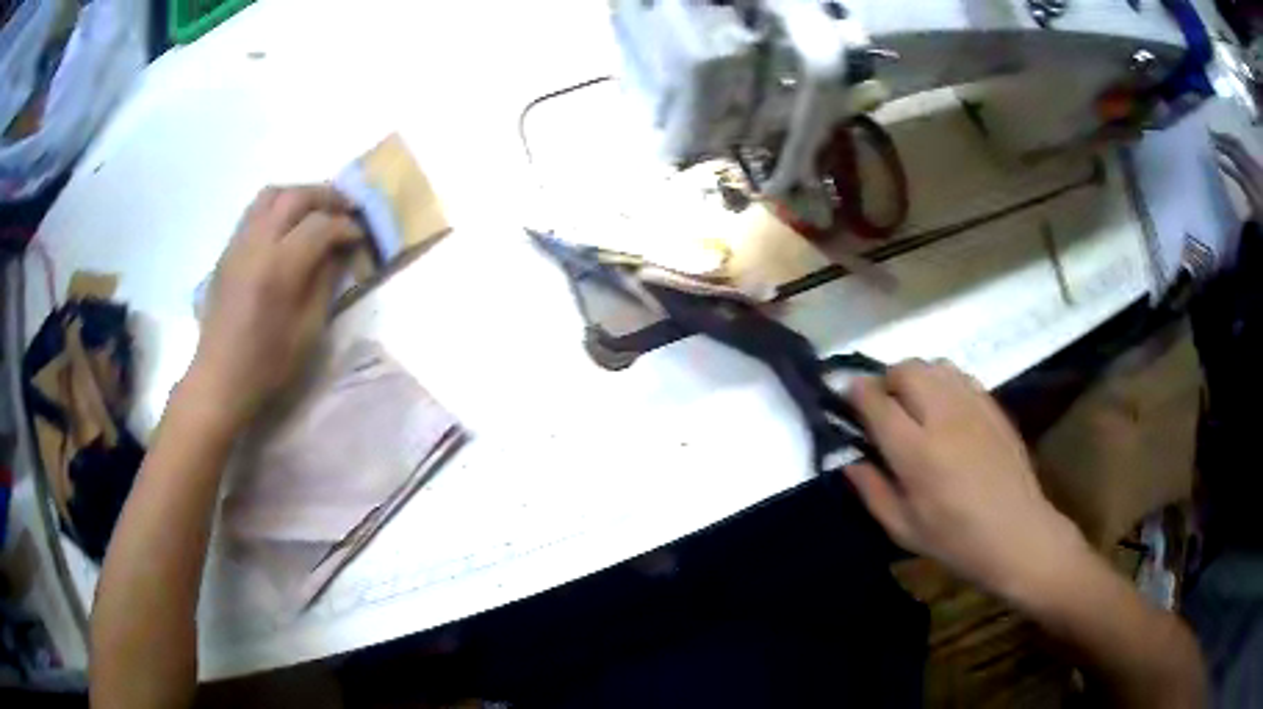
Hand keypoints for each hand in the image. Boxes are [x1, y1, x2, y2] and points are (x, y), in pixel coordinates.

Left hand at [189, 185, 362, 425]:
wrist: (220, 379)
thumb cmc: (267, 365)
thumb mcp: (308, 331)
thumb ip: (325, 282)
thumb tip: (339, 251)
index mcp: (279, 268)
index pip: (320, 225)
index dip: (345, 226)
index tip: (360, 236)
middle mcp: (257, 244)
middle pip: (295, 196)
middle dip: (326, 196)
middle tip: (346, 209)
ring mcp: (238, 244)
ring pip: (271, 194)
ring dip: (299, 194)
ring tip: (316, 210)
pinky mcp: (227, 250)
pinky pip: (254, 211)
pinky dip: (277, 207)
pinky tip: (287, 228)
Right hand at [846, 360, 1085, 600]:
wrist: (1017, 534)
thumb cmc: (956, 541)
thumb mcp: (904, 529)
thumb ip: (872, 491)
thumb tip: (849, 462)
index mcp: (917, 452)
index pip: (877, 401)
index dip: (857, 393)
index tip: (848, 397)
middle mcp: (943, 417)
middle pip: (906, 370)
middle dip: (887, 380)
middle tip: (883, 407)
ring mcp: (973, 407)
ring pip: (934, 365)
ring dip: (916, 378)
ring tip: (914, 405)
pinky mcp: (993, 406)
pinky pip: (960, 376)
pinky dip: (943, 382)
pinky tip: (945, 409)